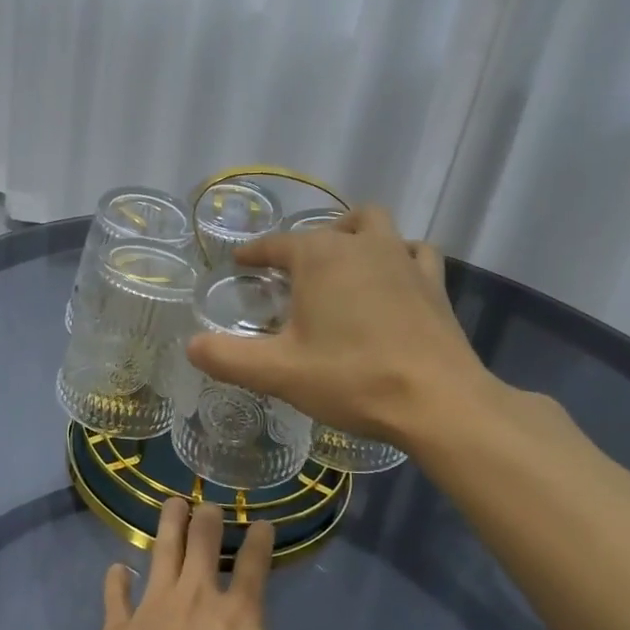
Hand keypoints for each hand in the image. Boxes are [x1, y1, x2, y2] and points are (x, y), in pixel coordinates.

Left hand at [96, 498, 305, 629]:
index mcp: (239, 616)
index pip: (255, 565)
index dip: (261, 540)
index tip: (263, 523)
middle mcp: (196, 598)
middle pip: (202, 542)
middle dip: (208, 517)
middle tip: (209, 505)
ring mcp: (153, 608)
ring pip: (162, 551)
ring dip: (169, 524)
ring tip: (172, 503)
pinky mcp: (119, 629)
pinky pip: (116, 595)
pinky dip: (117, 580)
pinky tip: (117, 569)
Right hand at [185, 204, 502, 446]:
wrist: (438, 402)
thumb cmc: (352, 378)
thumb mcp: (279, 372)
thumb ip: (228, 357)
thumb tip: (191, 345)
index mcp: (320, 257)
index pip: (276, 244)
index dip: (254, 253)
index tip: (240, 262)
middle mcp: (361, 245)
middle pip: (328, 227)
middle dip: (308, 242)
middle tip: (295, 275)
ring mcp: (403, 259)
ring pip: (375, 226)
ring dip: (355, 236)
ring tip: (343, 266)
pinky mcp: (434, 283)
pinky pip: (415, 252)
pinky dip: (400, 257)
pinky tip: (394, 280)